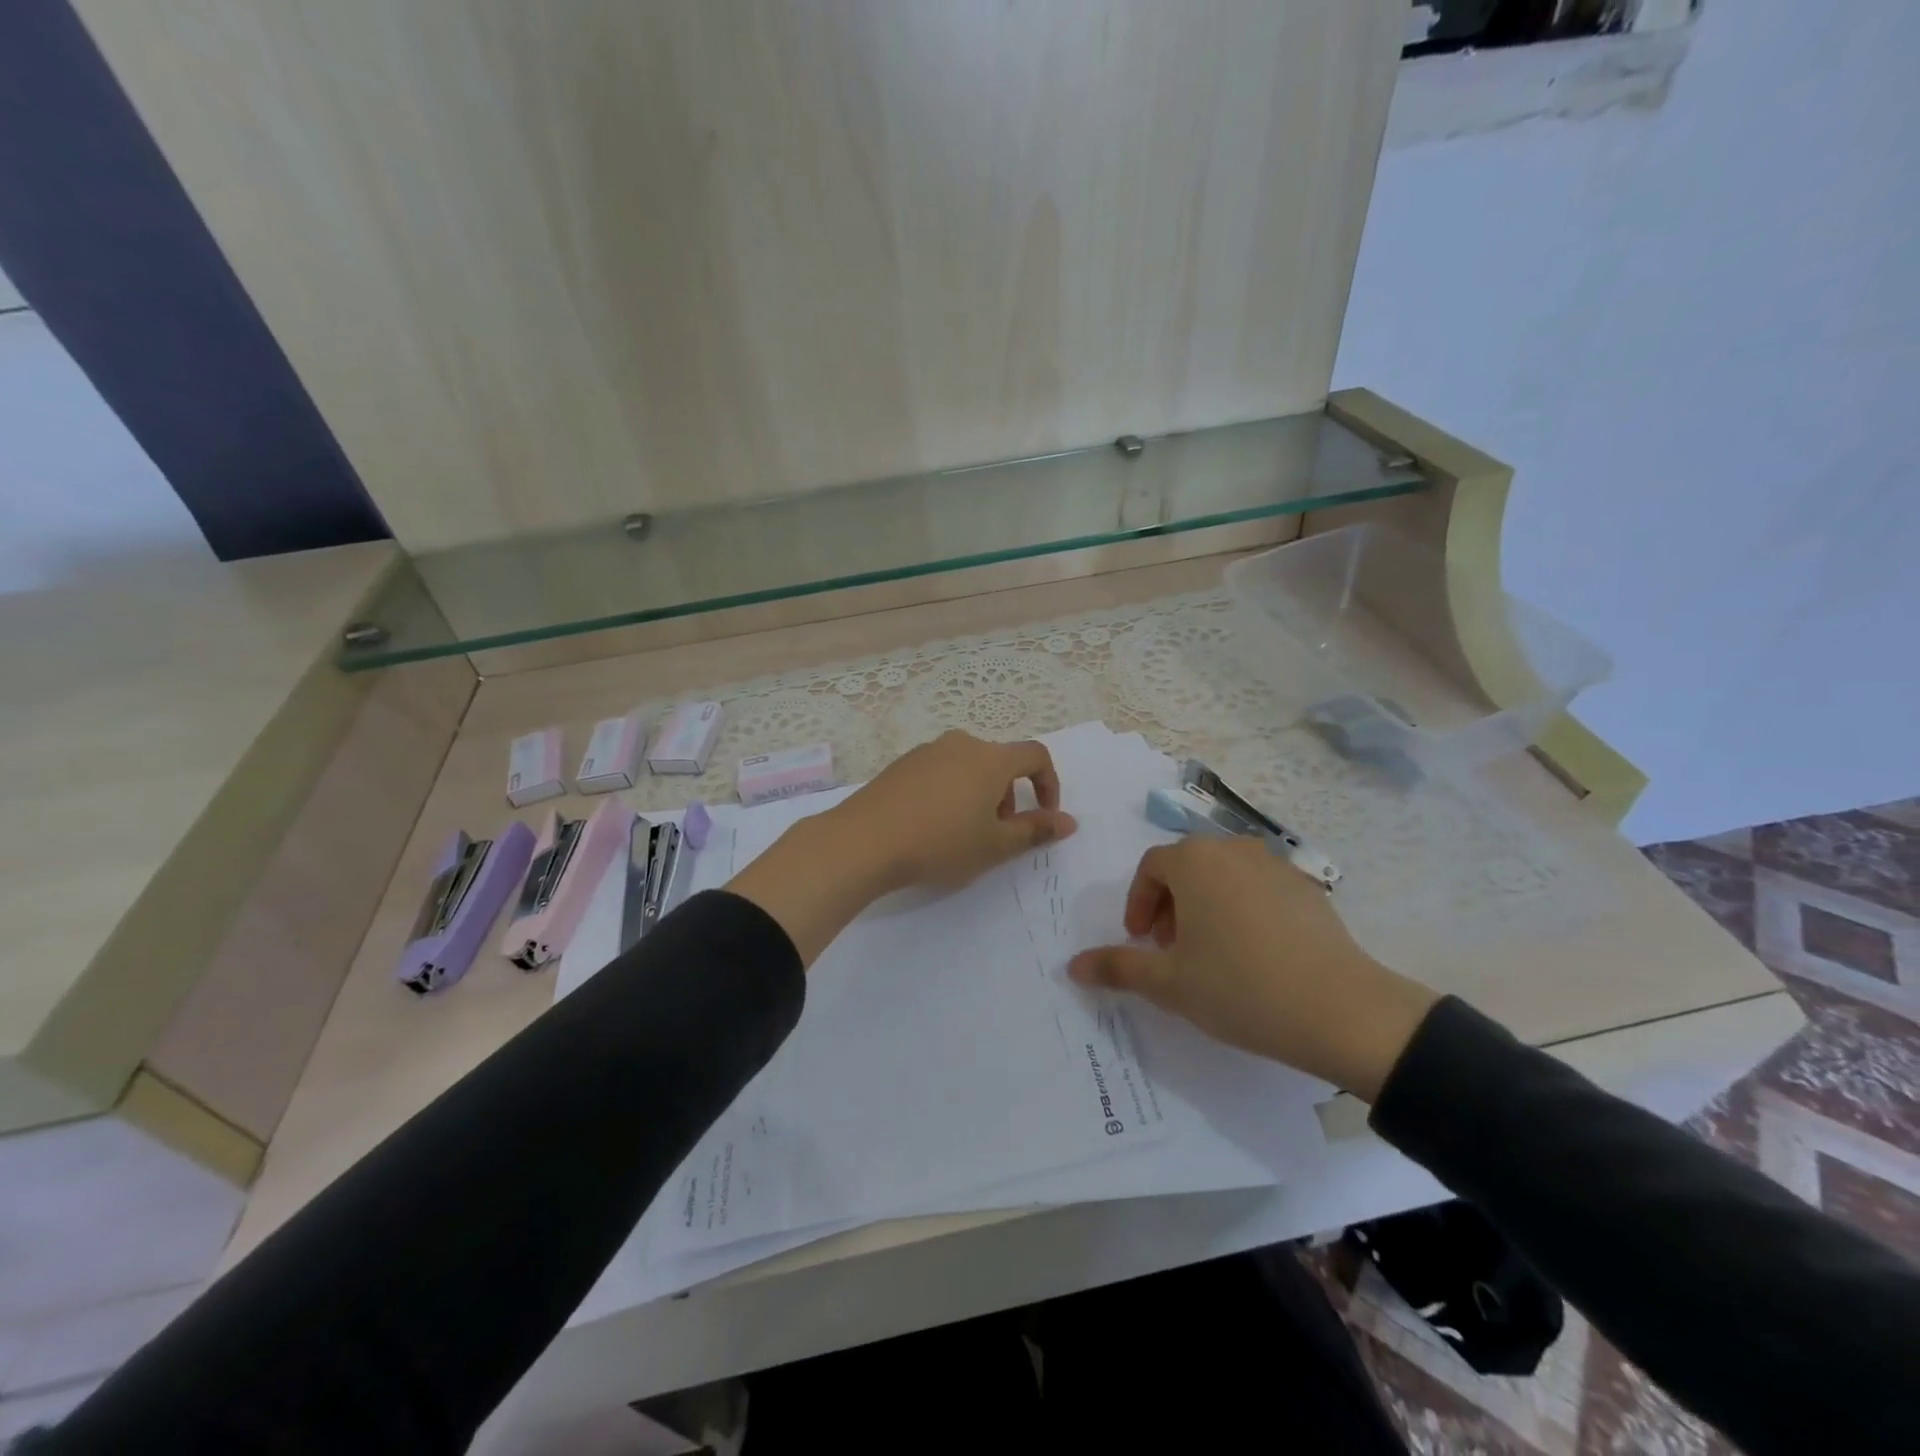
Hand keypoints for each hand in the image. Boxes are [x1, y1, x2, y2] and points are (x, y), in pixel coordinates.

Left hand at [729, 731, 1075, 967]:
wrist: (863, 841)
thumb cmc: (940, 844)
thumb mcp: (994, 846)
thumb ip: (1036, 831)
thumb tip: (1069, 822)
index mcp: (990, 759)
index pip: (1036, 755)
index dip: (1049, 784)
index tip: (1045, 816)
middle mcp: (961, 744)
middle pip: (1000, 761)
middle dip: (1010, 795)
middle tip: (998, 832)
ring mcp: (928, 751)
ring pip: (969, 766)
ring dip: (980, 793)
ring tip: (964, 832)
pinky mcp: (902, 763)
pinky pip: (941, 770)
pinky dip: (951, 791)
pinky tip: (931, 824)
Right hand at [1067, 837, 1438, 1099]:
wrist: (1341, 1010)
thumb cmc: (1239, 987)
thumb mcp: (1168, 983)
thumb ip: (1117, 967)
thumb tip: (1073, 966)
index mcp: (1195, 861)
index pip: (1151, 868)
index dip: (1138, 903)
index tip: (1140, 941)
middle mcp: (1234, 849)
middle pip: (1188, 867)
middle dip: (1169, 904)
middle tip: (1170, 948)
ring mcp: (1277, 865)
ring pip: (1224, 876)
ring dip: (1205, 906)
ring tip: (1211, 952)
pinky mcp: (1308, 889)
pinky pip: (1259, 889)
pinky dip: (1242, 909)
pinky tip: (1254, 954)